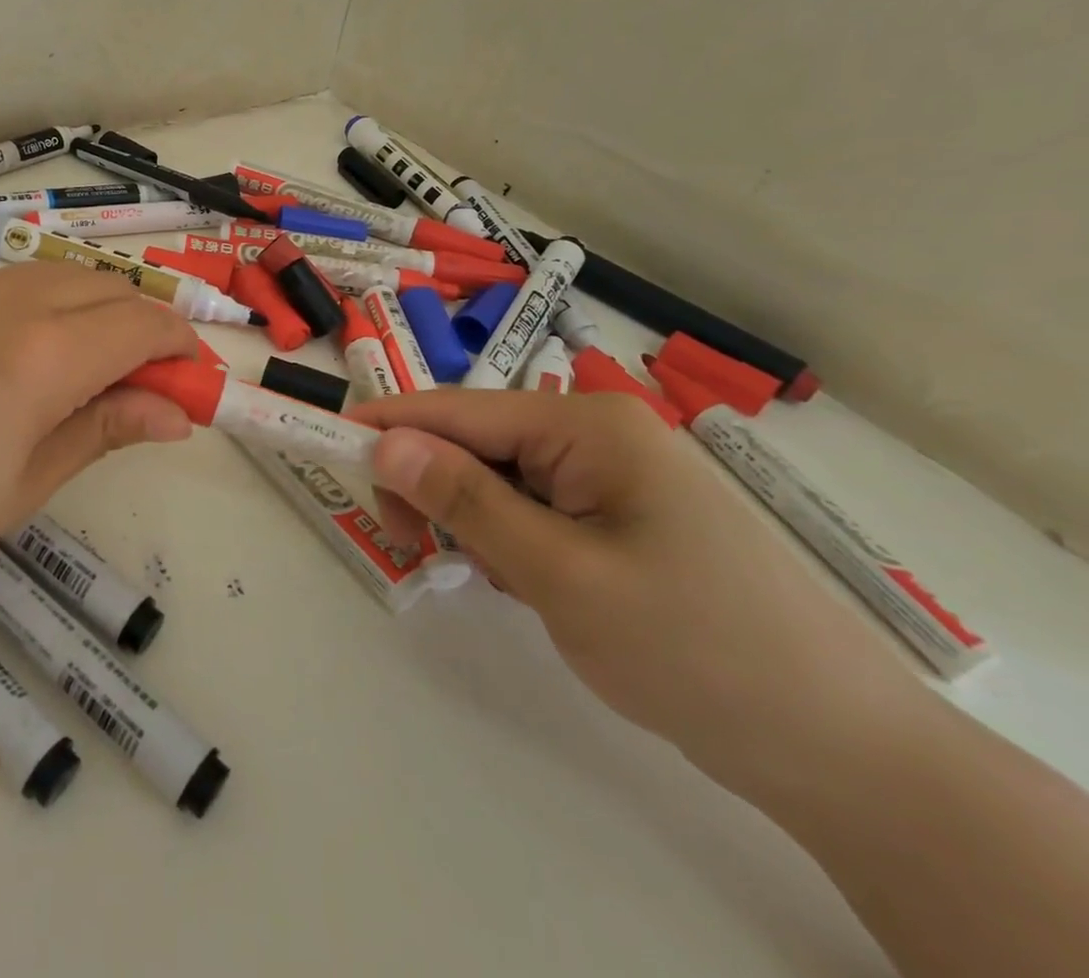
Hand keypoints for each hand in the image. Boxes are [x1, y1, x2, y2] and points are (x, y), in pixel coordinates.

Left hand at [0, 262, 196, 622]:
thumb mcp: (25, 485)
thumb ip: (105, 429)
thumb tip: (178, 412)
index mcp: (42, 354)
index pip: (142, 325)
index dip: (181, 348)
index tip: (193, 383)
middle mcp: (10, 303)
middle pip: (109, 288)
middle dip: (146, 326)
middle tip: (150, 386)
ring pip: (64, 276)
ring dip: (101, 310)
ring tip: (98, 372)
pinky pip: (17, 284)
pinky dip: (54, 305)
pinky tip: (38, 356)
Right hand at [353, 389, 927, 792]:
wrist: (842, 753)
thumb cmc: (694, 647)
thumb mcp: (560, 574)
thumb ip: (465, 501)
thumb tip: (385, 442)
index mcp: (588, 425)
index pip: (458, 411)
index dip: (387, 425)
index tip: (322, 440)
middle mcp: (598, 434)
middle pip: (476, 442)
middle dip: (435, 488)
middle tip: (414, 548)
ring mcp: (612, 476)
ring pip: (498, 480)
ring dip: (475, 522)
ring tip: (499, 581)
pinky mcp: (619, 517)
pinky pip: (532, 509)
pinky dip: (509, 541)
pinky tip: (531, 586)